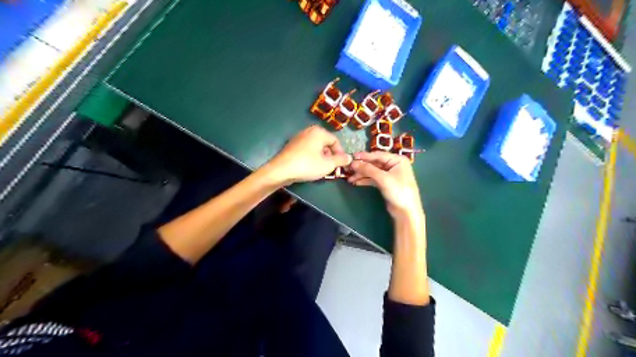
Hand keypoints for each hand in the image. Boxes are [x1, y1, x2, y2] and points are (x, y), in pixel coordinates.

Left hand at [265, 125, 349, 184]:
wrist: (281, 170)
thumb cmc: (307, 165)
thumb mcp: (328, 164)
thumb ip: (341, 160)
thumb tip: (349, 158)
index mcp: (319, 132)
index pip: (335, 141)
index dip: (340, 153)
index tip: (341, 165)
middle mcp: (309, 131)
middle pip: (325, 143)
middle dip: (330, 155)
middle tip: (331, 167)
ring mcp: (298, 137)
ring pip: (316, 147)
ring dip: (321, 157)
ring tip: (321, 168)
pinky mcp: (291, 145)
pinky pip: (307, 149)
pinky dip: (311, 156)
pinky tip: (310, 167)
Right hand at [348, 150, 420, 216]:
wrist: (406, 212)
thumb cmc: (398, 191)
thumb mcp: (383, 179)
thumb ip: (368, 169)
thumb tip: (353, 163)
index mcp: (397, 160)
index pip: (378, 155)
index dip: (364, 156)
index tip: (352, 156)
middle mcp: (394, 165)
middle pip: (374, 163)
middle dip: (362, 167)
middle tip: (348, 169)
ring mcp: (389, 174)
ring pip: (373, 171)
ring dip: (362, 174)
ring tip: (350, 178)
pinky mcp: (386, 184)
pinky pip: (373, 179)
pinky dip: (365, 180)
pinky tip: (356, 182)